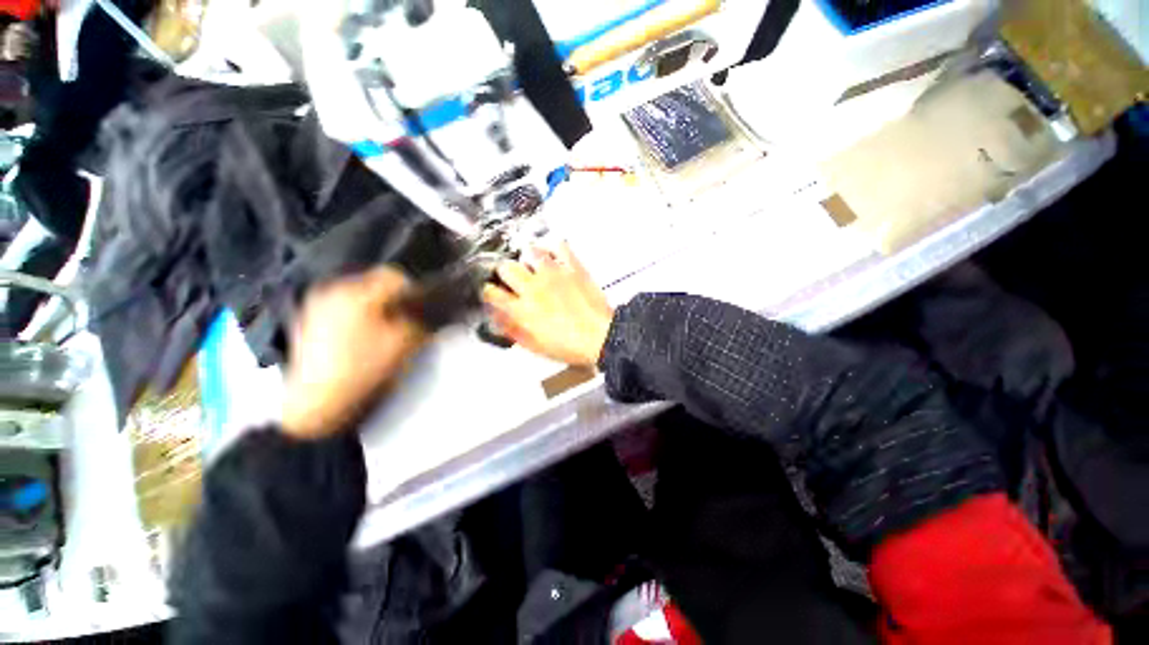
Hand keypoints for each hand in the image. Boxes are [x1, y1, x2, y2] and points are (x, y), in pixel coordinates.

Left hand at [282, 267, 425, 439]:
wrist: (317, 402)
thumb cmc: (363, 370)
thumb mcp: (404, 344)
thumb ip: (422, 320)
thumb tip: (434, 307)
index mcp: (356, 294)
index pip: (394, 276)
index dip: (413, 291)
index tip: (419, 310)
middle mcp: (332, 290)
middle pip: (375, 283)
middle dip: (393, 300)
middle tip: (400, 324)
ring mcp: (316, 303)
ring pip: (359, 294)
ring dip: (375, 307)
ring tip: (379, 333)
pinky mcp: (308, 318)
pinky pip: (343, 305)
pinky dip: (357, 315)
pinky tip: (358, 338)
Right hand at [483, 243, 613, 367]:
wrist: (601, 337)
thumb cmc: (569, 346)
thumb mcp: (535, 346)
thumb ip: (512, 330)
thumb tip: (497, 318)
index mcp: (522, 309)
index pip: (492, 292)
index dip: (489, 292)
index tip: (494, 293)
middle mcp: (534, 288)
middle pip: (506, 267)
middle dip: (506, 273)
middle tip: (515, 279)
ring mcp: (554, 274)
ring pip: (529, 251)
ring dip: (528, 259)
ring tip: (534, 266)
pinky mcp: (572, 267)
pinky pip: (559, 246)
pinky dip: (554, 248)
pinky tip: (553, 255)